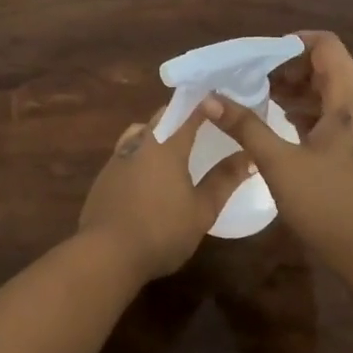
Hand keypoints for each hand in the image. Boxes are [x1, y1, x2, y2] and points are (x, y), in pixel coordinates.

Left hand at [78, 106, 253, 281]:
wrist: (106, 253)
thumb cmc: (162, 231)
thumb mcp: (202, 210)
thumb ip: (224, 180)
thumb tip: (248, 156)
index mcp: (167, 146)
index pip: (188, 113)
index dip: (204, 104)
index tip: (218, 99)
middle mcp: (140, 143)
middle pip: (162, 117)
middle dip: (180, 115)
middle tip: (199, 122)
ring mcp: (118, 158)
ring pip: (140, 131)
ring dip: (156, 130)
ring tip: (171, 144)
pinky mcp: (104, 176)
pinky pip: (126, 151)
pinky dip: (140, 151)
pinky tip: (146, 172)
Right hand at [204, 30, 352, 273]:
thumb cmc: (328, 204)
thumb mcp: (278, 163)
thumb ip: (245, 126)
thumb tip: (210, 98)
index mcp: (349, 101)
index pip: (326, 46)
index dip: (293, 43)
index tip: (261, 57)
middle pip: (327, 69)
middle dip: (289, 70)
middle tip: (253, 81)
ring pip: (331, 94)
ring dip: (298, 92)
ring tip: (262, 101)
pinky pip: (335, 117)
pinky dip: (309, 114)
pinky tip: (284, 128)